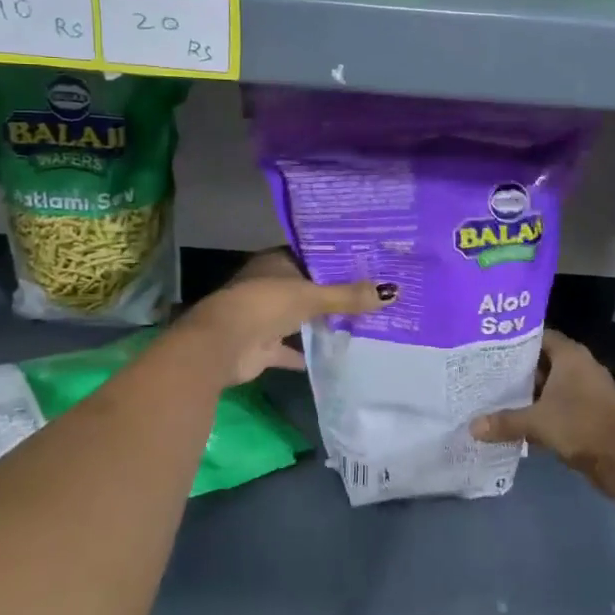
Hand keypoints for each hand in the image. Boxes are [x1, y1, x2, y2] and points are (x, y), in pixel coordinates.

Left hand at [179, 248, 390, 387]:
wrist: (222, 345)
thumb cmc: (265, 305)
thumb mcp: (311, 296)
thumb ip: (348, 296)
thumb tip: (393, 292)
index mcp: (275, 263)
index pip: (311, 257)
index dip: (337, 261)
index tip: (368, 265)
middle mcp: (269, 286)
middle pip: (307, 288)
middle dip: (333, 294)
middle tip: (372, 295)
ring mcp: (264, 317)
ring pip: (299, 317)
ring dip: (320, 322)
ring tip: (361, 323)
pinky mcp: (262, 346)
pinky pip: (290, 349)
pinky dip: (307, 353)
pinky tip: (335, 356)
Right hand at [470, 330, 614, 494]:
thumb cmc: (579, 426)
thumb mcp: (537, 422)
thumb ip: (504, 421)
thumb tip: (472, 427)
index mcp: (570, 356)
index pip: (539, 336)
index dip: (516, 341)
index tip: (492, 348)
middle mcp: (581, 366)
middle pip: (544, 361)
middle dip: (519, 369)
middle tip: (489, 374)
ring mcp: (590, 389)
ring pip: (553, 385)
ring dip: (531, 392)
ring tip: (499, 397)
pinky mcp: (593, 411)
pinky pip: (563, 403)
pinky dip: (545, 409)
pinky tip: (522, 420)